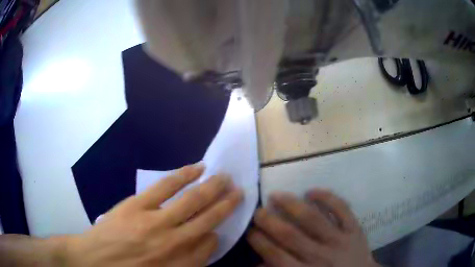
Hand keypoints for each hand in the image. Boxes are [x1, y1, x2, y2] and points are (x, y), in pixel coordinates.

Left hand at [62, 164, 243, 266]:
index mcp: (181, 264)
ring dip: (212, 187)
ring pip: (192, 200)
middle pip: (208, 218)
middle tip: (239, 191)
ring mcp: (156, 222)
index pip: (211, 245)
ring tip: (225, 177)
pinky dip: (185, 175)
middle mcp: (174, 243)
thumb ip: (188, 263)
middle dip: (227, 204)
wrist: (93, 262)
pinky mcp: (138, 205)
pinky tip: (198, 168)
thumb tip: (206, 242)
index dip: (217, 233)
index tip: (218, 226)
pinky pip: (167, 187)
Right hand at [247, 189, 378, 266]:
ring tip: (276, 195)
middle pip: (291, 236)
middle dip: (270, 222)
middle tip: (258, 211)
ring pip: (313, 219)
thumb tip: (258, 264)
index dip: (260, 241)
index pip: (276, 255)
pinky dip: (327, 198)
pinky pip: (341, 209)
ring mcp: (340, 240)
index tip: (250, 230)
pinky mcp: (355, 229)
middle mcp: (320, 256)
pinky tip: (311, 191)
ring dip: (292, 205)